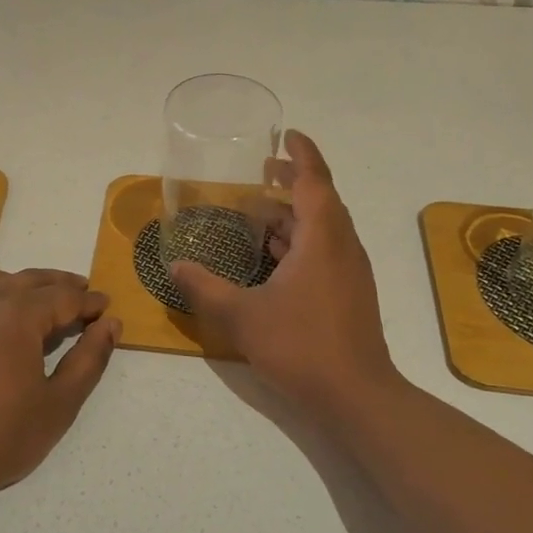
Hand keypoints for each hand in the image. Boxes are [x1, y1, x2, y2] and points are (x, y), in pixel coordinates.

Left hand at [0, 268, 120, 501]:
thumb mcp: (58, 403)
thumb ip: (88, 359)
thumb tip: (110, 325)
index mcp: (17, 316)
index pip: (63, 298)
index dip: (89, 302)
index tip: (106, 308)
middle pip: (31, 280)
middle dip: (61, 286)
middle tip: (84, 296)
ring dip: (25, 282)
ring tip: (42, 298)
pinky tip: (1, 315)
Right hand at [171, 131, 405, 424]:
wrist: (357, 396)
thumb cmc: (301, 346)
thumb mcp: (243, 316)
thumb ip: (205, 288)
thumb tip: (175, 267)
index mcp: (322, 239)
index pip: (314, 180)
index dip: (301, 154)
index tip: (287, 135)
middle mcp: (342, 247)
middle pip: (321, 200)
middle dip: (293, 182)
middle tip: (262, 171)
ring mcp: (349, 272)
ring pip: (323, 229)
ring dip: (294, 215)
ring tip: (259, 211)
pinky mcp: (350, 294)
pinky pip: (325, 251)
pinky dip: (300, 242)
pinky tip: (273, 257)